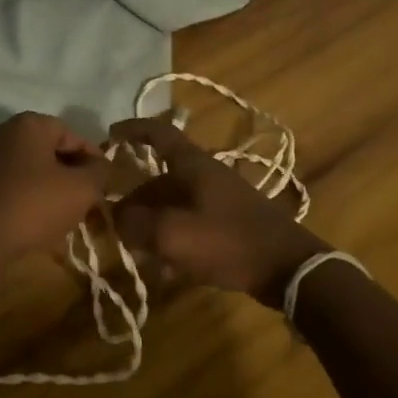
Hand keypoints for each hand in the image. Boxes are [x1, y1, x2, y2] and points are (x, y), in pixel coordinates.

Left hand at [0, 113, 109, 263]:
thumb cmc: (34, 206)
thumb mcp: (81, 189)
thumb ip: (99, 172)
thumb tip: (101, 165)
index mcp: (30, 124)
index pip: (73, 136)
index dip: (93, 160)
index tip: (104, 184)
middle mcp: (6, 133)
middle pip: (52, 151)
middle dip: (73, 174)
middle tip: (89, 199)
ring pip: (35, 169)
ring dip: (54, 188)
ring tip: (68, 214)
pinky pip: (17, 185)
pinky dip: (33, 197)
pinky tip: (42, 220)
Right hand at [108, 117, 322, 303]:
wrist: (287, 267)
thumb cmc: (228, 241)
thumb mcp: (174, 234)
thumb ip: (137, 224)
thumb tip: (117, 217)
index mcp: (192, 165)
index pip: (158, 133)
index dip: (132, 130)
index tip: (109, 134)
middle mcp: (204, 174)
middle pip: (160, 178)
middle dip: (134, 198)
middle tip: (115, 223)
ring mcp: (219, 197)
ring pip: (173, 202)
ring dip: (151, 221)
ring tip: (135, 248)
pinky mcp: (228, 221)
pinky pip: (189, 220)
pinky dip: (172, 235)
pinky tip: (164, 264)